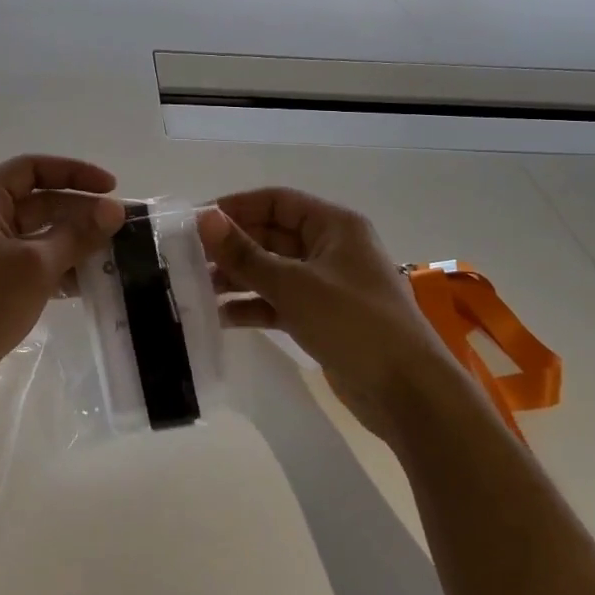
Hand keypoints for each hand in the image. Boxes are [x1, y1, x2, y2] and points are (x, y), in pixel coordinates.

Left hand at [0, 155, 123, 440]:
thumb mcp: (36, 265)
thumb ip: (78, 234)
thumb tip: (114, 210)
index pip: (33, 168)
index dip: (75, 173)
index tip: (112, 189)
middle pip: (38, 202)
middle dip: (80, 213)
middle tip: (122, 229)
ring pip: (37, 236)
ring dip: (73, 244)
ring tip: (114, 257)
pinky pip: (30, 264)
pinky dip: (58, 269)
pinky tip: (90, 283)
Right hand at [198, 188, 463, 445]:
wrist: (408, 393)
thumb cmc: (354, 323)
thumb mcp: (293, 285)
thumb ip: (245, 254)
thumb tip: (204, 219)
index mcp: (334, 226)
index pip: (276, 201)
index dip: (235, 207)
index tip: (195, 222)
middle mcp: (330, 248)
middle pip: (271, 236)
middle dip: (231, 247)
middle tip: (186, 259)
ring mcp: (326, 285)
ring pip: (272, 271)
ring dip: (237, 278)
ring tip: (194, 290)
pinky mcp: (322, 318)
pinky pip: (279, 302)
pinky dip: (253, 306)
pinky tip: (220, 317)